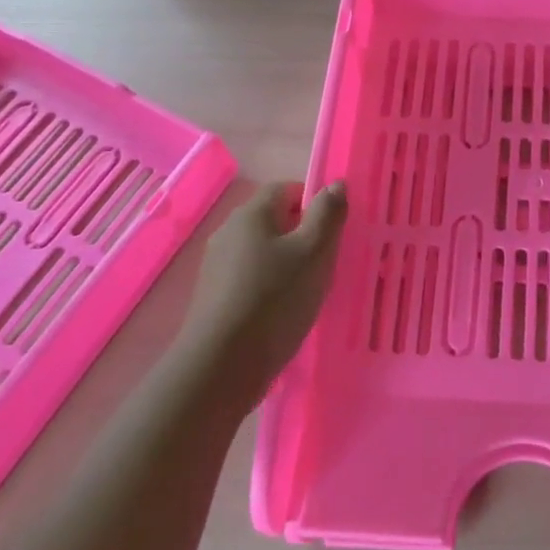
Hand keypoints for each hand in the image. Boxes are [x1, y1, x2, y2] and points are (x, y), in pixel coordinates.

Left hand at [179, 181, 348, 409]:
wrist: (221, 366)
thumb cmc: (275, 299)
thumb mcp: (314, 252)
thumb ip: (328, 214)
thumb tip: (335, 184)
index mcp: (252, 213)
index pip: (286, 188)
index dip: (314, 202)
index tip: (334, 230)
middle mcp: (229, 232)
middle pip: (273, 219)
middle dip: (303, 234)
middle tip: (327, 260)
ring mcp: (217, 265)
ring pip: (262, 250)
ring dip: (287, 262)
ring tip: (309, 289)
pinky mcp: (214, 296)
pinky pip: (250, 277)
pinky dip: (270, 285)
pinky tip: (284, 310)